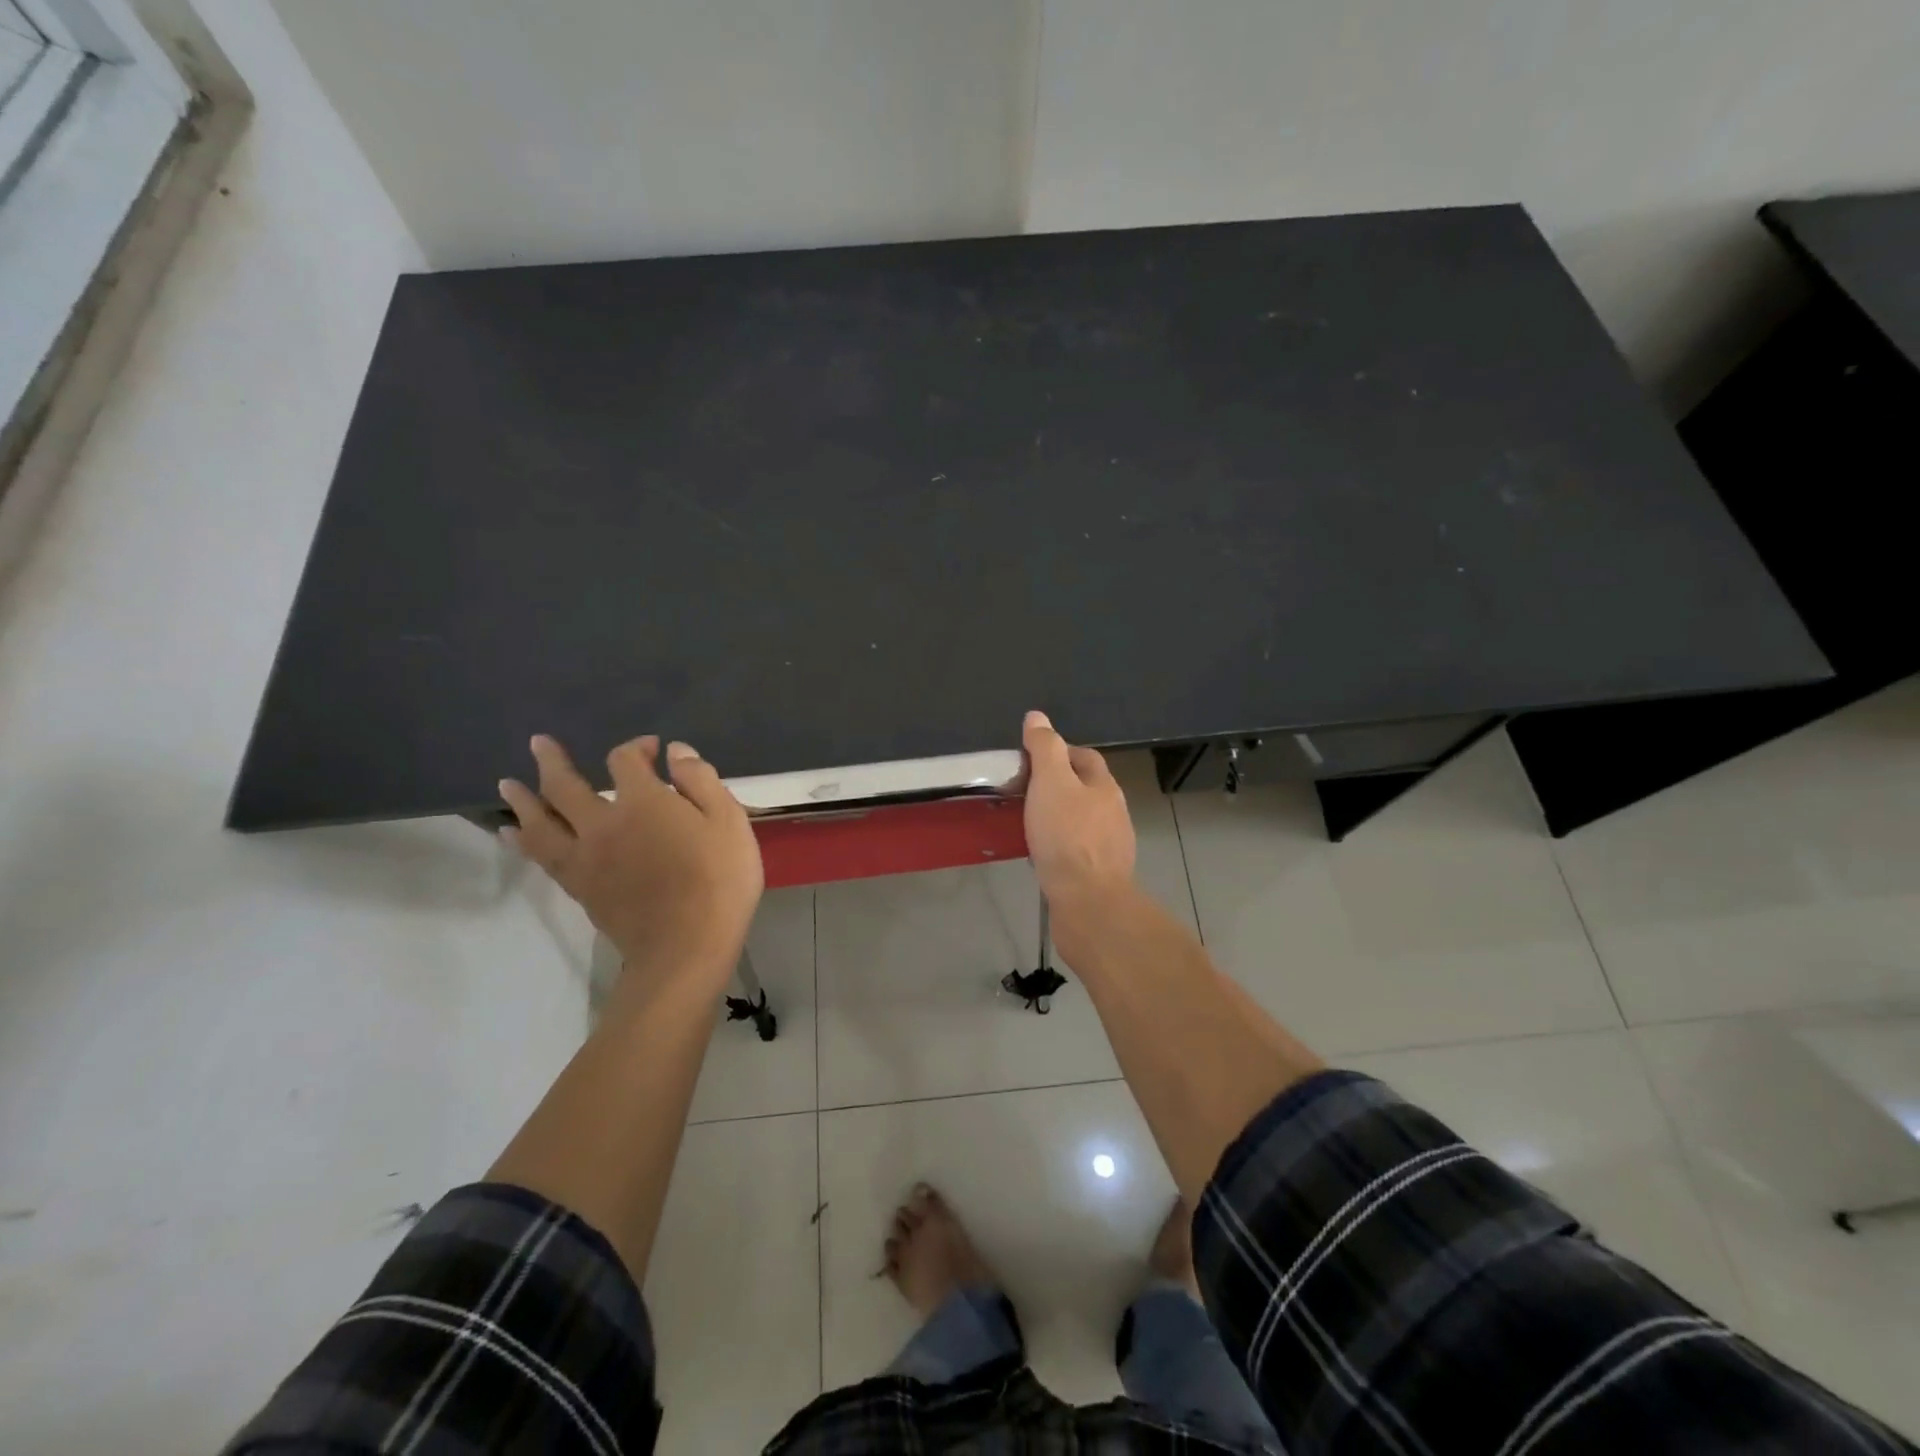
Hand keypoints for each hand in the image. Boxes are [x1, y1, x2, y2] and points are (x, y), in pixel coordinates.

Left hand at [500, 735, 763, 988]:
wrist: (687, 945)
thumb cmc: (718, 879)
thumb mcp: (728, 821)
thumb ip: (701, 780)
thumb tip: (675, 751)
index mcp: (643, 801)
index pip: (626, 761)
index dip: (636, 748)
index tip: (653, 749)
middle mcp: (603, 823)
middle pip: (566, 786)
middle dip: (553, 761)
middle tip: (539, 743)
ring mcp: (585, 857)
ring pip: (541, 822)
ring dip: (523, 800)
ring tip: (508, 785)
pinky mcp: (579, 887)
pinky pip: (542, 856)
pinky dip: (525, 840)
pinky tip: (516, 834)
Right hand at [1021, 710, 1135, 907]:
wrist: (1088, 903)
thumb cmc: (1067, 837)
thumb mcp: (1050, 782)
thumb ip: (1044, 748)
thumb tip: (1037, 717)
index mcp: (1104, 787)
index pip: (1084, 756)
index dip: (1057, 752)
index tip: (1027, 761)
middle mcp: (1113, 813)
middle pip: (1083, 788)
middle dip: (1055, 786)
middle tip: (1020, 792)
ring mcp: (1109, 847)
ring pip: (1079, 821)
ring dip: (1056, 818)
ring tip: (1025, 823)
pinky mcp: (1099, 875)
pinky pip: (1075, 850)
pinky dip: (1058, 846)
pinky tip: (1038, 854)